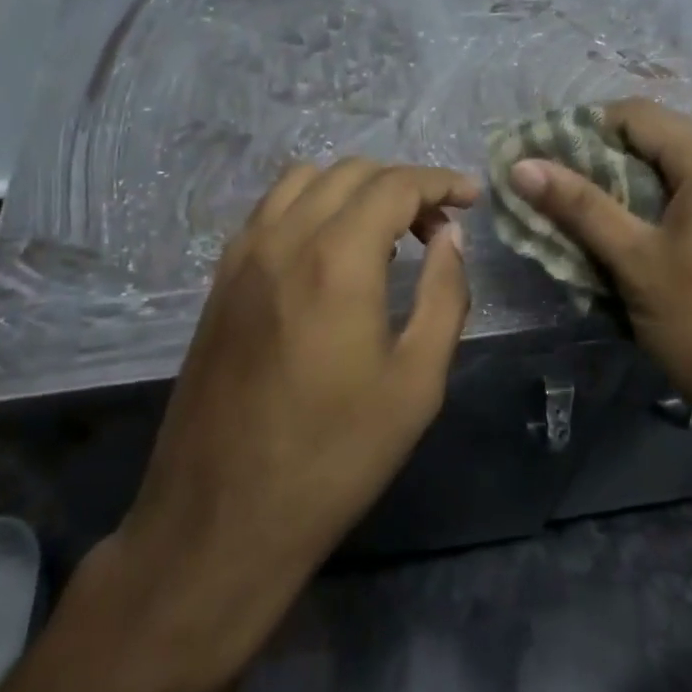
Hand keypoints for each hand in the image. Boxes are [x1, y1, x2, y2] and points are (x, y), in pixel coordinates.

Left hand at [100, 158, 477, 681]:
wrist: (220, 519)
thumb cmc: (333, 457)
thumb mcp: (416, 383)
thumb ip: (443, 295)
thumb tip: (450, 238)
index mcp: (338, 258)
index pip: (396, 185)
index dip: (441, 182)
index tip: (470, 198)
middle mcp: (285, 237)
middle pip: (352, 171)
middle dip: (402, 184)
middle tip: (435, 227)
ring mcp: (244, 254)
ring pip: (305, 178)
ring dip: (353, 187)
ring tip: (382, 230)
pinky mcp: (221, 277)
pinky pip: (270, 208)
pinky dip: (310, 203)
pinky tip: (328, 247)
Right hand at [507, 99, 691, 458]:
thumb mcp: (634, 262)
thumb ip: (579, 205)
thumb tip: (521, 164)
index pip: (636, 114)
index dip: (584, 129)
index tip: (546, 160)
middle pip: (660, 138)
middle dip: (605, 159)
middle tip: (560, 192)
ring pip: (681, 170)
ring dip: (633, 185)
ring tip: (592, 218)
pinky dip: (664, 206)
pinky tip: (641, 241)